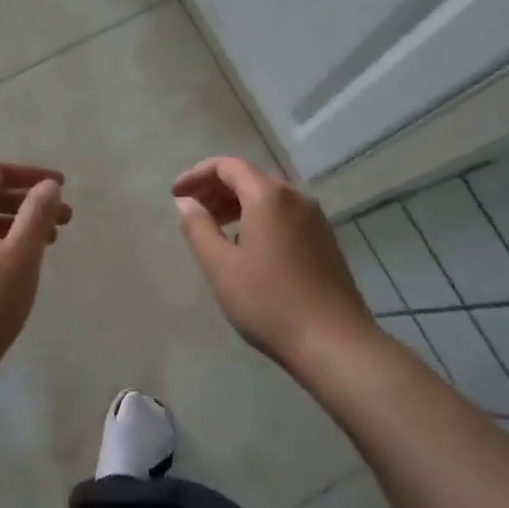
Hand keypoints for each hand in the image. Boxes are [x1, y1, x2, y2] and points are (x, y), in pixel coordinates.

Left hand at [0, 160, 72, 388]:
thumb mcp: (21, 257)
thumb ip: (37, 215)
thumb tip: (48, 185)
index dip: (29, 173)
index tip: (61, 187)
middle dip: (28, 200)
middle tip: (65, 217)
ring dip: (18, 222)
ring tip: (51, 241)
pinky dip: (3, 241)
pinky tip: (23, 263)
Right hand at [173, 156, 374, 371]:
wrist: (333, 341)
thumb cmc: (268, 301)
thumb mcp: (221, 266)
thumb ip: (198, 228)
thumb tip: (186, 202)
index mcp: (269, 197)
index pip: (228, 166)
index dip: (197, 174)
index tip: (175, 194)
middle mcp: (296, 198)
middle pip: (250, 178)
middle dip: (216, 189)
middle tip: (191, 210)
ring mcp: (315, 220)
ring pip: (270, 197)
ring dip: (237, 203)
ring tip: (214, 227)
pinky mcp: (325, 241)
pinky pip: (285, 215)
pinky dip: (259, 217)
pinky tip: (246, 245)